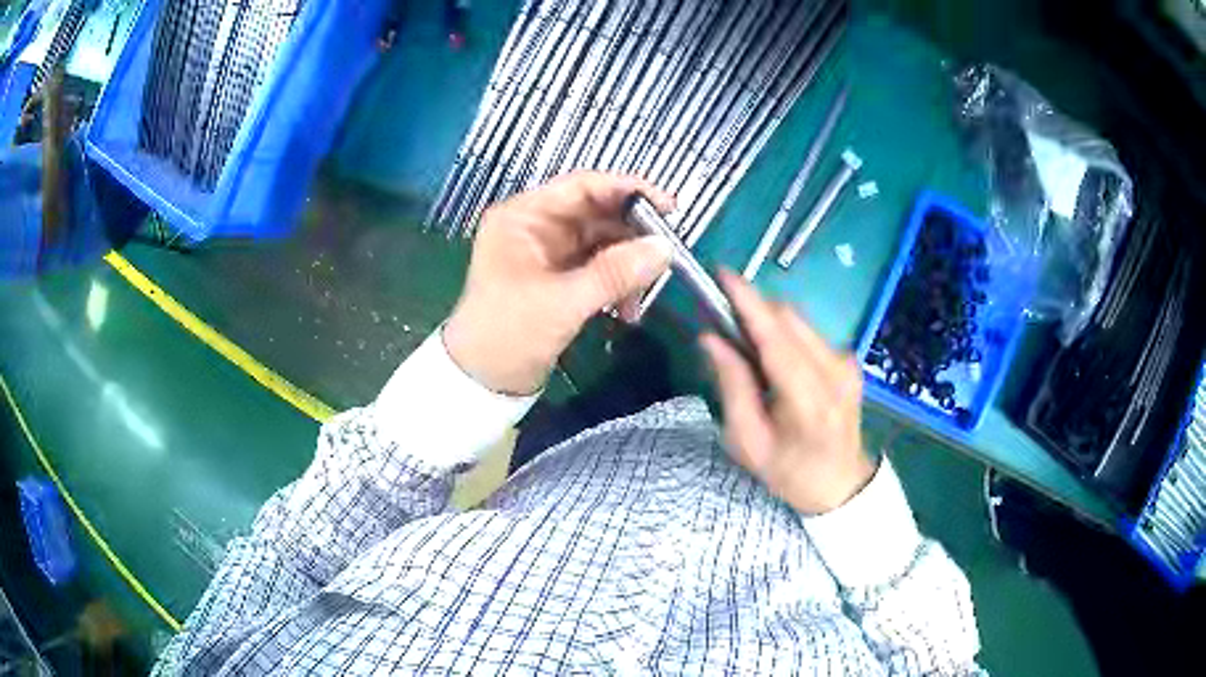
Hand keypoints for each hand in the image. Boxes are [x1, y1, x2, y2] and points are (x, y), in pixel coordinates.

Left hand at [444, 171, 673, 395]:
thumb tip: (666, 248)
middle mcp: (536, 227)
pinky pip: (599, 269)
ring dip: (628, 265)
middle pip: (597, 214)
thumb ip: (615, 272)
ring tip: (644, 294)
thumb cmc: (509, 334)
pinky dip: (617, 284)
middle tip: (666, 257)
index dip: (627, 191)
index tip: (668, 209)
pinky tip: (629, 309)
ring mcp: (548, 254)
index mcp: (524, 217)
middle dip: (632, 236)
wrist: (481, 383)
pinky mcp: (559, 280)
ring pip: (602, 243)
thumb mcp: (563, 301)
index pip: (582, 187)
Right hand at [701, 272, 875, 514]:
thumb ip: (732, 386)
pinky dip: (784, 333)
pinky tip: (772, 357)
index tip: (722, 274)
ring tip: (744, 341)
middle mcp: (834, 371)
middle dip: (753, 308)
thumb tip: (711, 338)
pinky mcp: (849, 360)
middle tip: (721, 317)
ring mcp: (846, 363)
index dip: (748, 301)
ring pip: (799, 321)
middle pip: (789, 318)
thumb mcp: (748, 442)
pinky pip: (809, 333)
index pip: (776, 336)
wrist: (842, 484)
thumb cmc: (790, 472)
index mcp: (808, 399)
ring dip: (768, 320)